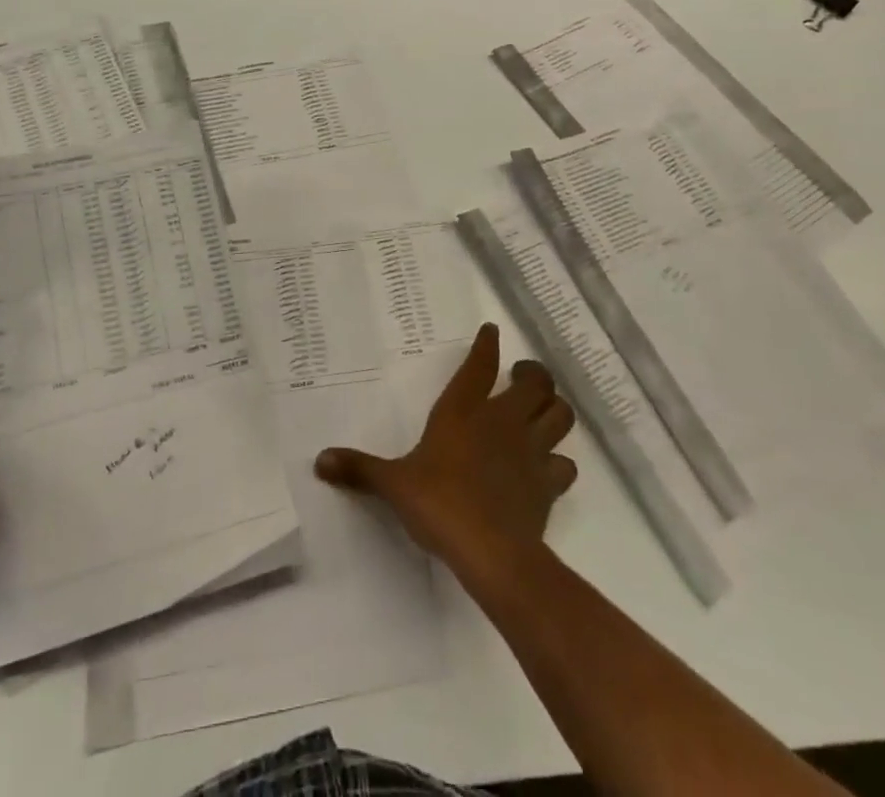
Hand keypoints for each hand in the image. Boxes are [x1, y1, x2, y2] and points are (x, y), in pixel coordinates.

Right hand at [315, 323, 576, 577]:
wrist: (492, 553)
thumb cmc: (439, 504)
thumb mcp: (393, 485)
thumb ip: (360, 469)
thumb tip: (319, 461)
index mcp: (463, 411)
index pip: (480, 365)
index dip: (487, 345)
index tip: (491, 331)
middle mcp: (502, 421)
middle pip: (536, 382)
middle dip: (533, 374)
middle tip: (523, 376)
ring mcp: (531, 450)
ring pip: (560, 414)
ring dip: (554, 409)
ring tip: (542, 411)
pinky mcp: (549, 484)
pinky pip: (565, 463)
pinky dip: (559, 460)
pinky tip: (548, 466)